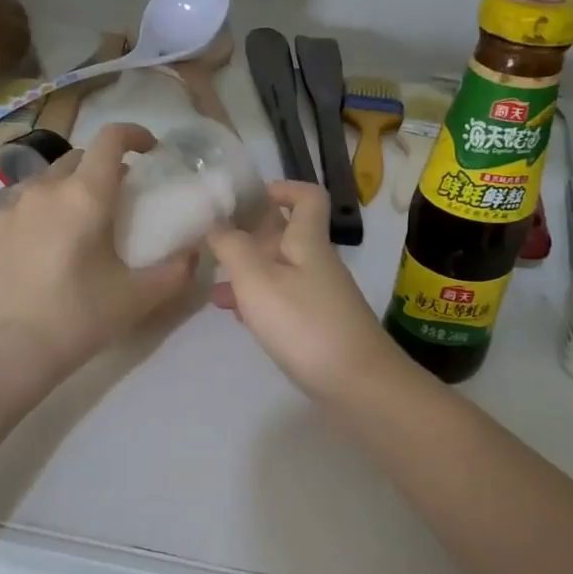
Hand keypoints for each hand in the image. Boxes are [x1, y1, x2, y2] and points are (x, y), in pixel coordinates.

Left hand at [0, 123, 197, 385]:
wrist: (6, 351)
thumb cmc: (78, 318)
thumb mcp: (138, 298)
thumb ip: (175, 271)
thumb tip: (195, 253)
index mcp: (85, 196)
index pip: (111, 139)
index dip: (134, 134)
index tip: (150, 150)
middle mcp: (46, 189)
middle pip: (78, 158)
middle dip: (102, 167)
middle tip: (118, 198)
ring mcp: (11, 207)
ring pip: (48, 182)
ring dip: (70, 189)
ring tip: (79, 225)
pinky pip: (22, 206)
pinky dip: (41, 212)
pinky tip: (45, 247)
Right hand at [208, 181, 406, 396]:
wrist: (358, 384)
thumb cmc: (304, 324)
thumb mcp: (258, 281)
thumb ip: (232, 248)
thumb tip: (216, 222)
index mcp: (307, 242)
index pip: (306, 197)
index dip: (280, 189)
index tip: (246, 198)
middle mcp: (317, 263)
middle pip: (285, 236)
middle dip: (249, 238)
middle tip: (214, 247)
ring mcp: (320, 296)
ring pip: (279, 271)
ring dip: (248, 274)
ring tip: (215, 290)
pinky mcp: (318, 325)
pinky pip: (284, 301)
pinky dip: (260, 303)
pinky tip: (240, 319)